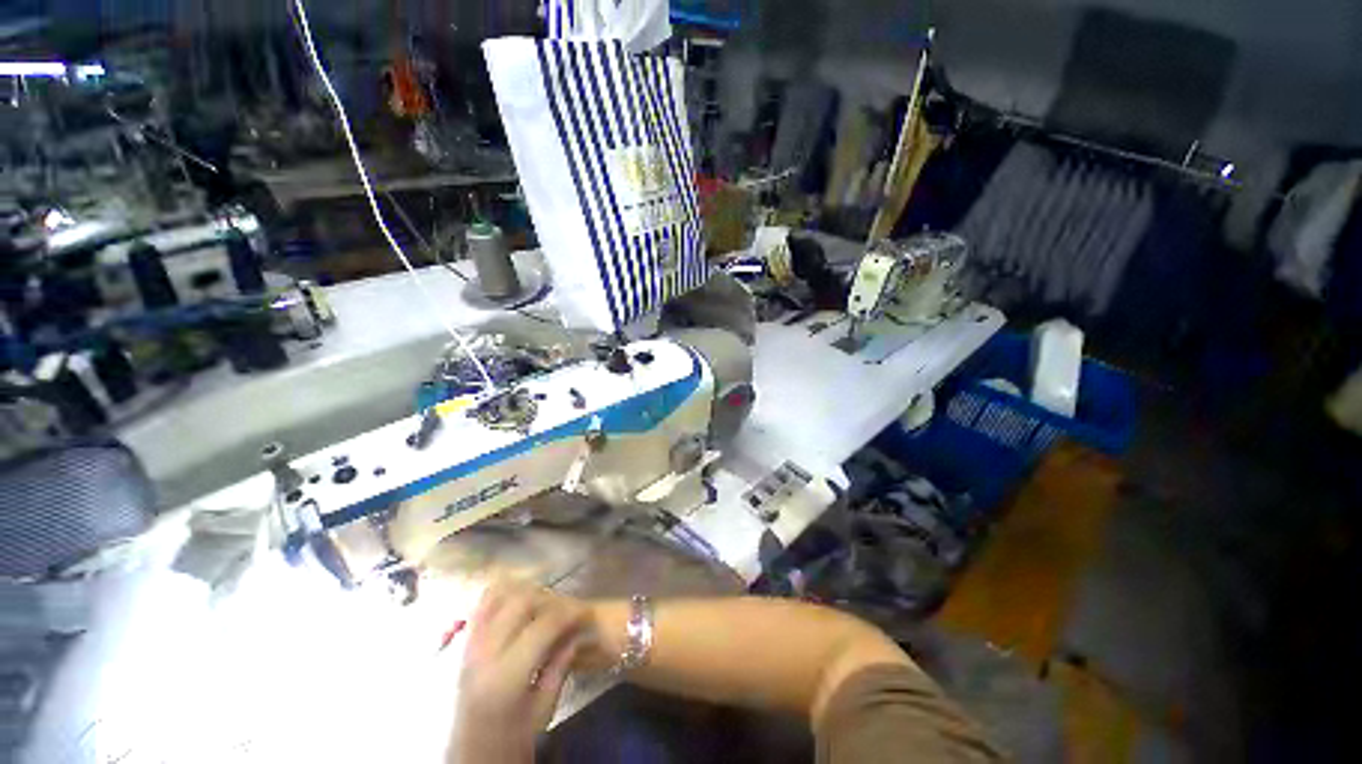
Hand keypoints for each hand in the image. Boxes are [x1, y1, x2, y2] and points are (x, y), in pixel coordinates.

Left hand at [450, 580, 591, 762]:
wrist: (471, 758)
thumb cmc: (511, 741)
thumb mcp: (543, 710)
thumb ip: (561, 665)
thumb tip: (581, 631)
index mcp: (506, 676)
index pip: (545, 624)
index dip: (571, 613)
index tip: (588, 613)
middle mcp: (484, 653)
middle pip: (522, 601)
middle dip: (552, 598)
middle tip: (568, 610)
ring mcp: (470, 644)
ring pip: (500, 593)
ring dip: (527, 592)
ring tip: (545, 605)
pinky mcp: (465, 643)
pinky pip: (483, 603)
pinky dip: (505, 592)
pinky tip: (521, 602)